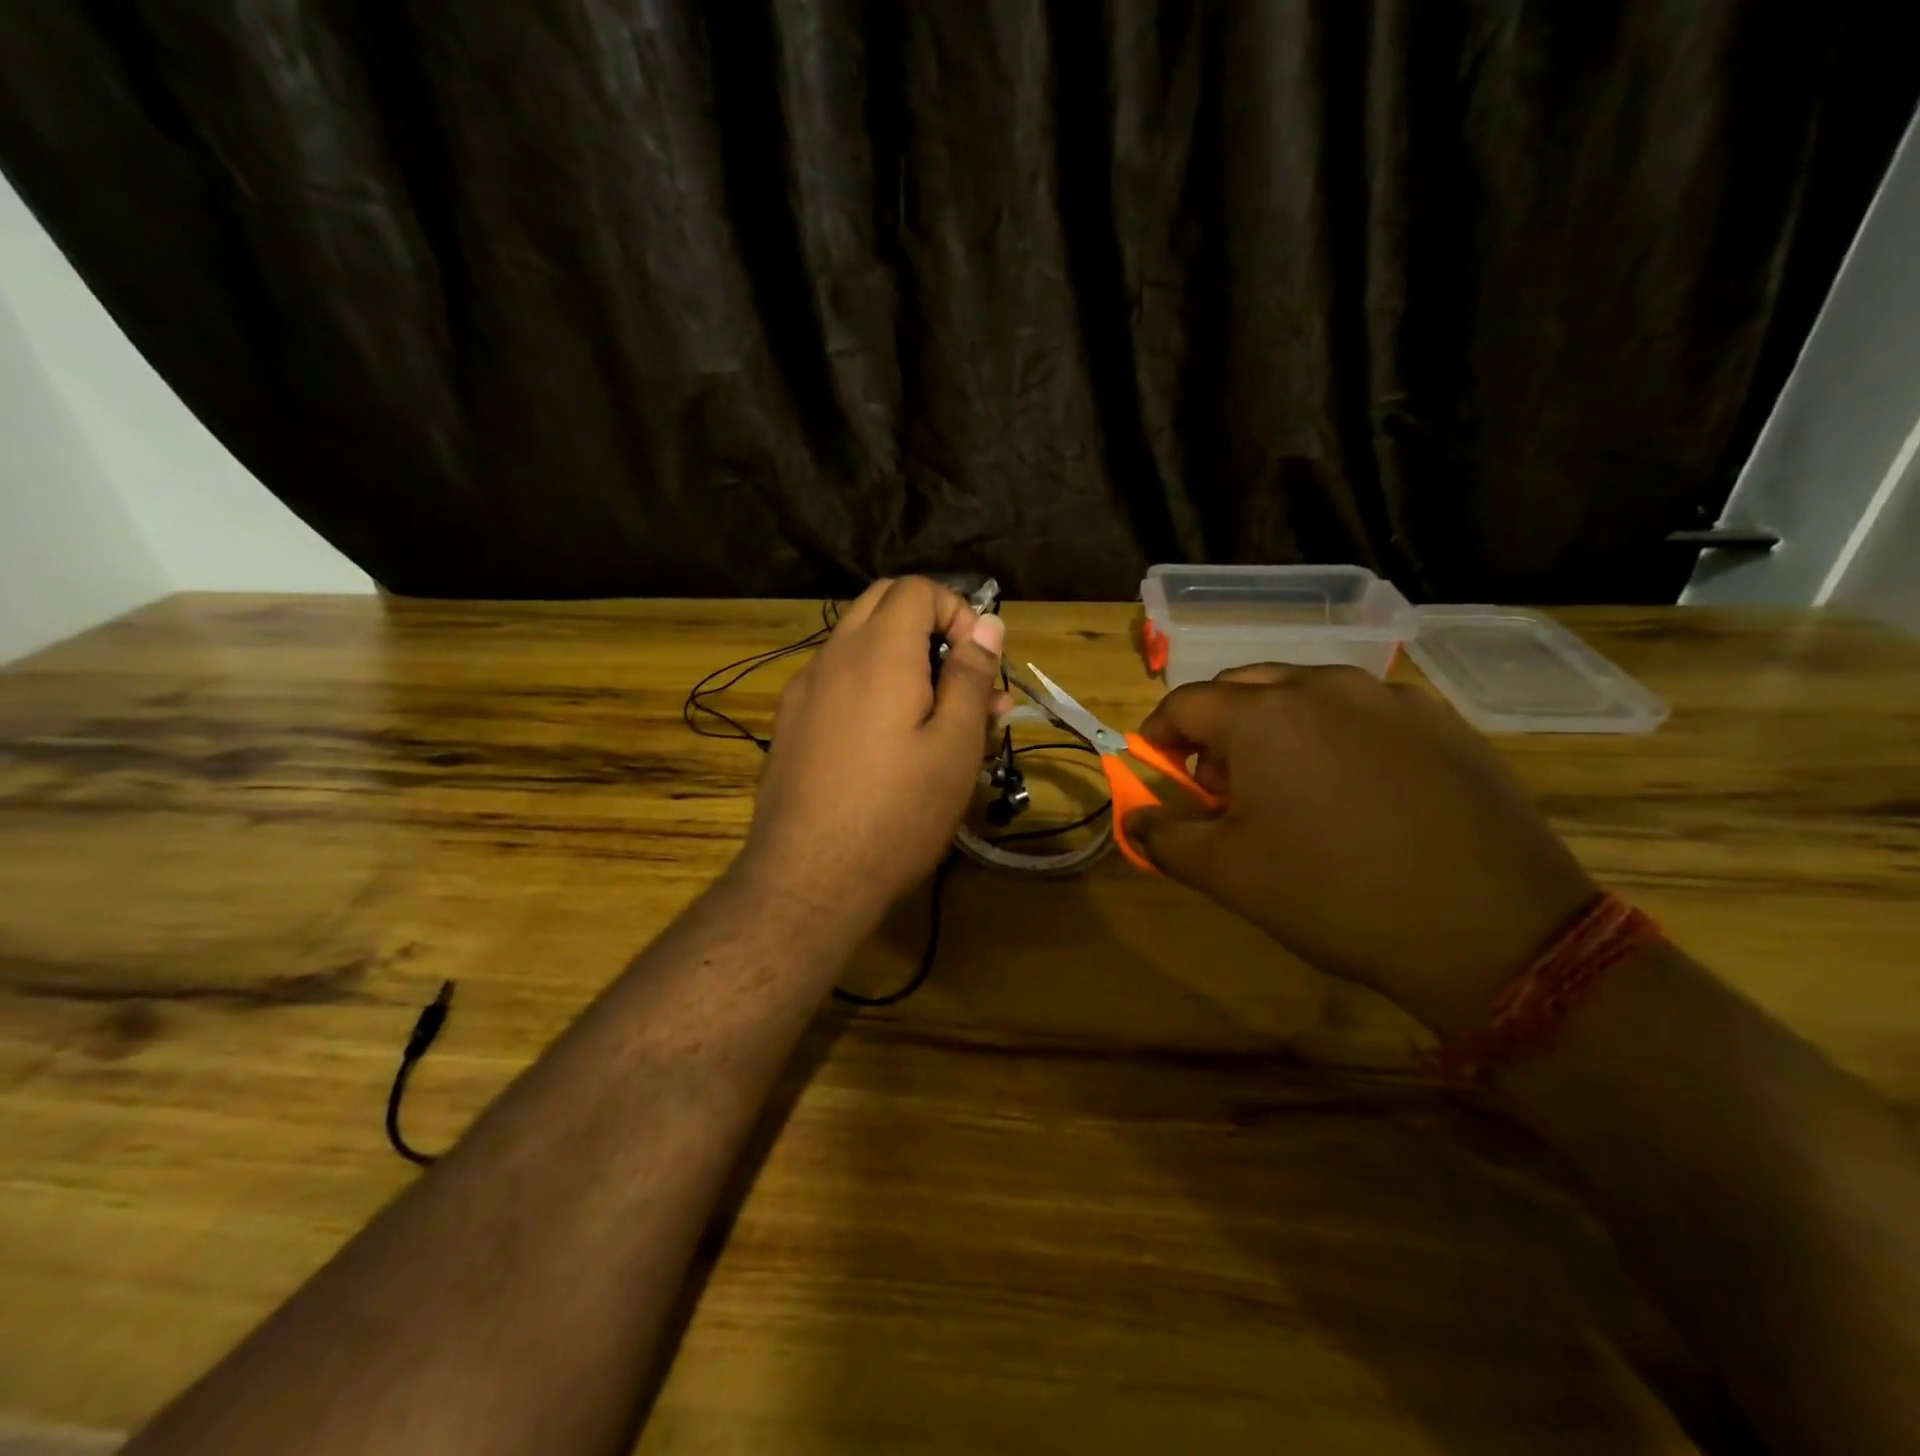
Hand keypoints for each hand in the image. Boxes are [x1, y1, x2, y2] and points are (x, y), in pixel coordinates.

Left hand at [734, 577, 1005, 940]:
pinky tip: (889, 742)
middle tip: (961, 681)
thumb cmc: (897, 813)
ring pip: (858, 645)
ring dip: (902, 661)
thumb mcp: (954, 746)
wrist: (807, 879)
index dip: (957, 611)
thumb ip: (971, 677)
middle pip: (881, 605)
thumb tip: (986, 625)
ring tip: (938, 719)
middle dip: (929, 627)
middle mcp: (832, 656)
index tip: (978, 663)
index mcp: (878, 652)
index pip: (916, 589)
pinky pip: (838, 681)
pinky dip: (872, 687)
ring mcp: (803, 690)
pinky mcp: (790, 723)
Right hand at [1127, 665, 1596, 1037]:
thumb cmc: (1332, 895)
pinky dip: (1337, 734)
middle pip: (1243, 687)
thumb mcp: (1227, 874)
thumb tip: (1134, 821)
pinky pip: (1365, 711)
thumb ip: (1163, 837)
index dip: (1159, 736)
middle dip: (1216, 728)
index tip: (1160, 773)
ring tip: (1290, 788)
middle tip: (1222, 786)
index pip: (1184, 703)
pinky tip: (1357, 789)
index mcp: (1263, 714)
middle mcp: (1323, 686)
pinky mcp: (1442, 721)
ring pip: (1306, 692)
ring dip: (1276, 727)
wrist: (1490, 929)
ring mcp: (1390, 697)